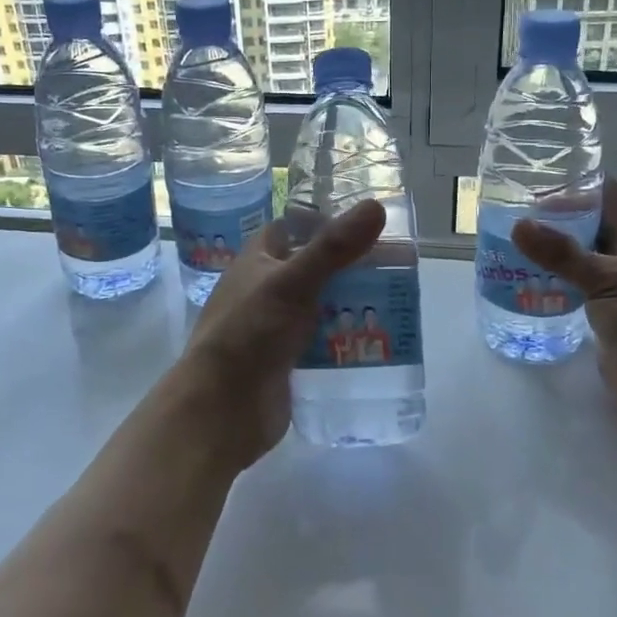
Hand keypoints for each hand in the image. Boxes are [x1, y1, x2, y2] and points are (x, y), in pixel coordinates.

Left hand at [175, 199, 385, 462]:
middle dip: (348, 269)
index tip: (365, 225)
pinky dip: (344, 338)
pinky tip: (376, 340)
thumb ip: (334, 248)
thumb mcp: (292, 283)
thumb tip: (376, 206)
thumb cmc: (250, 334)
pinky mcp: (286, 360)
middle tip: (394, 269)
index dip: (323, 223)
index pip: (291, 229)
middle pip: (313, 269)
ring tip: (395, 303)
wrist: (222, 409)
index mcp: (256, 262)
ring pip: (320, 307)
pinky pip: (321, 342)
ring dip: (350, 305)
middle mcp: (264, 290)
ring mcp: (275, 327)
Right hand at [512, 180, 616, 436]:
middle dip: (555, 220)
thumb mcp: (610, 281)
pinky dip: (549, 288)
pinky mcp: (603, 324)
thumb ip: (564, 255)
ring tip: (505, 245)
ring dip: (548, 256)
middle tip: (509, 212)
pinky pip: (571, 297)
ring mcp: (615, 295)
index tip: (539, 177)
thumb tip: (519, 225)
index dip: (580, 185)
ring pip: (577, 265)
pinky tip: (519, 285)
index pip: (609, 200)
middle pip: (588, 231)